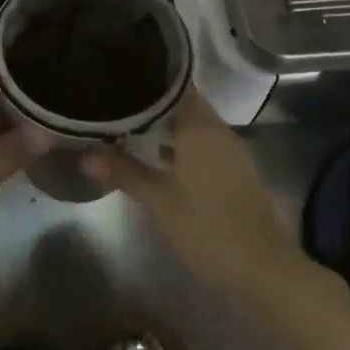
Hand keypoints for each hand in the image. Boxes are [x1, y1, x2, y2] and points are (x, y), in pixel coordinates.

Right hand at [83, 91, 306, 300]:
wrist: (263, 268)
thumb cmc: (208, 228)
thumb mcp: (159, 202)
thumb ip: (124, 173)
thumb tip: (85, 155)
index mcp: (200, 127)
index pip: (174, 86)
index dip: (148, 82)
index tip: (120, 81)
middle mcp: (218, 130)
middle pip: (184, 105)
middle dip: (152, 106)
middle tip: (116, 105)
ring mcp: (231, 151)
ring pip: (195, 126)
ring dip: (167, 127)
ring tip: (129, 129)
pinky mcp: (236, 171)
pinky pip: (205, 145)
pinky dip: (183, 146)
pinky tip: (159, 159)